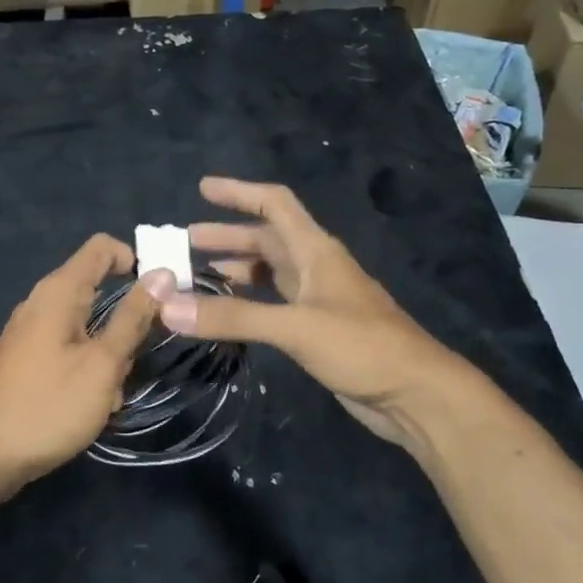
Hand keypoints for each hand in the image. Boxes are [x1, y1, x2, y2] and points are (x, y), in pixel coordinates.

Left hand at [0, 234, 159, 509]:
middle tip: (138, 359)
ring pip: (88, 329)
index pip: (102, 248)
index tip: (161, 295)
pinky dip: (89, 372)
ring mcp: (32, 335)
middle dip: (127, 322)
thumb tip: (162, 274)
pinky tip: (94, 406)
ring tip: (112, 394)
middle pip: (98, 291)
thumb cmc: (47, 406)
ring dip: (110, 356)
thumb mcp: (102, 363)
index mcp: (58, 292)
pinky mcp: (28, 363)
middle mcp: (42, 305)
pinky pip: (70, 352)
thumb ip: (133, 318)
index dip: (135, 260)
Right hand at [143, 177, 472, 450]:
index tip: (202, 189)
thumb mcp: (295, 327)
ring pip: (270, 273)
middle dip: (227, 237)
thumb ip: (233, 317)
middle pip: (267, 240)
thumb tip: (168, 307)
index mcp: (316, 251)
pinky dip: (248, 303)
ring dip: (236, 270)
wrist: (415, 394)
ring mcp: (319, 300)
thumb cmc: (361, 346)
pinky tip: (228, 314)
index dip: (239, 192)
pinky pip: (274, 305)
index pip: (275, 204)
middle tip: (185, 243)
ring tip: (197, 276)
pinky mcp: (318, 330)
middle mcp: (316, 268)